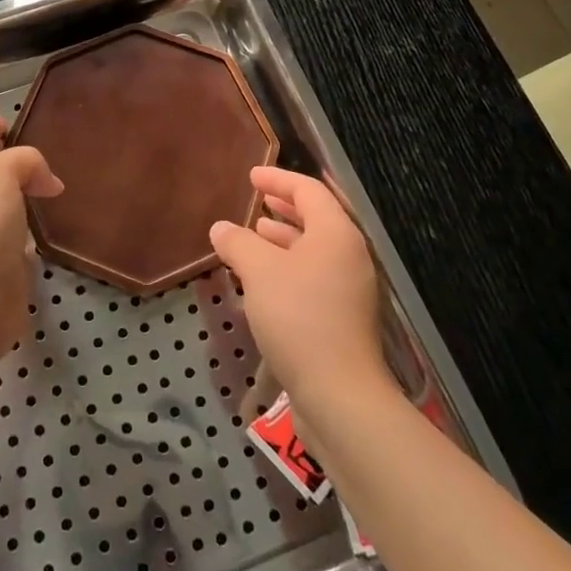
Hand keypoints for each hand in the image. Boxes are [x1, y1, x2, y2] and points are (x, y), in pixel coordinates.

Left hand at [0, 100, 62, 367]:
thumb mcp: (1, 172)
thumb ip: (27, 159)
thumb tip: (47, 181)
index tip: (6, 102)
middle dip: (9, 143)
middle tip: (43, 132)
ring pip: (6, 189)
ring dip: (25, 179)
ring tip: (56, 170)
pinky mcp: (2, 252)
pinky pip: (20, 220)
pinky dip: (34, 212)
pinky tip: (52, 211)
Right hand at [209, 166, 387, 404]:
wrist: (339, 395)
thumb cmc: (299, 318)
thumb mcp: (259, 272)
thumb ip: (237, 243)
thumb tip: (221, 228)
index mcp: (336, 234)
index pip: (309, 190)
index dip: (278, 179)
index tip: (251, 176)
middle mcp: (349, 255)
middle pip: (316, 218)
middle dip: (284, 207)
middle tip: (257, 200)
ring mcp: (349, 289)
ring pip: (314, 250)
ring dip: (284, 238)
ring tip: (254, 235)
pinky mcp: (343, 318)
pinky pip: (313, 276)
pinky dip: (289, 266)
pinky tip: (263, 279)